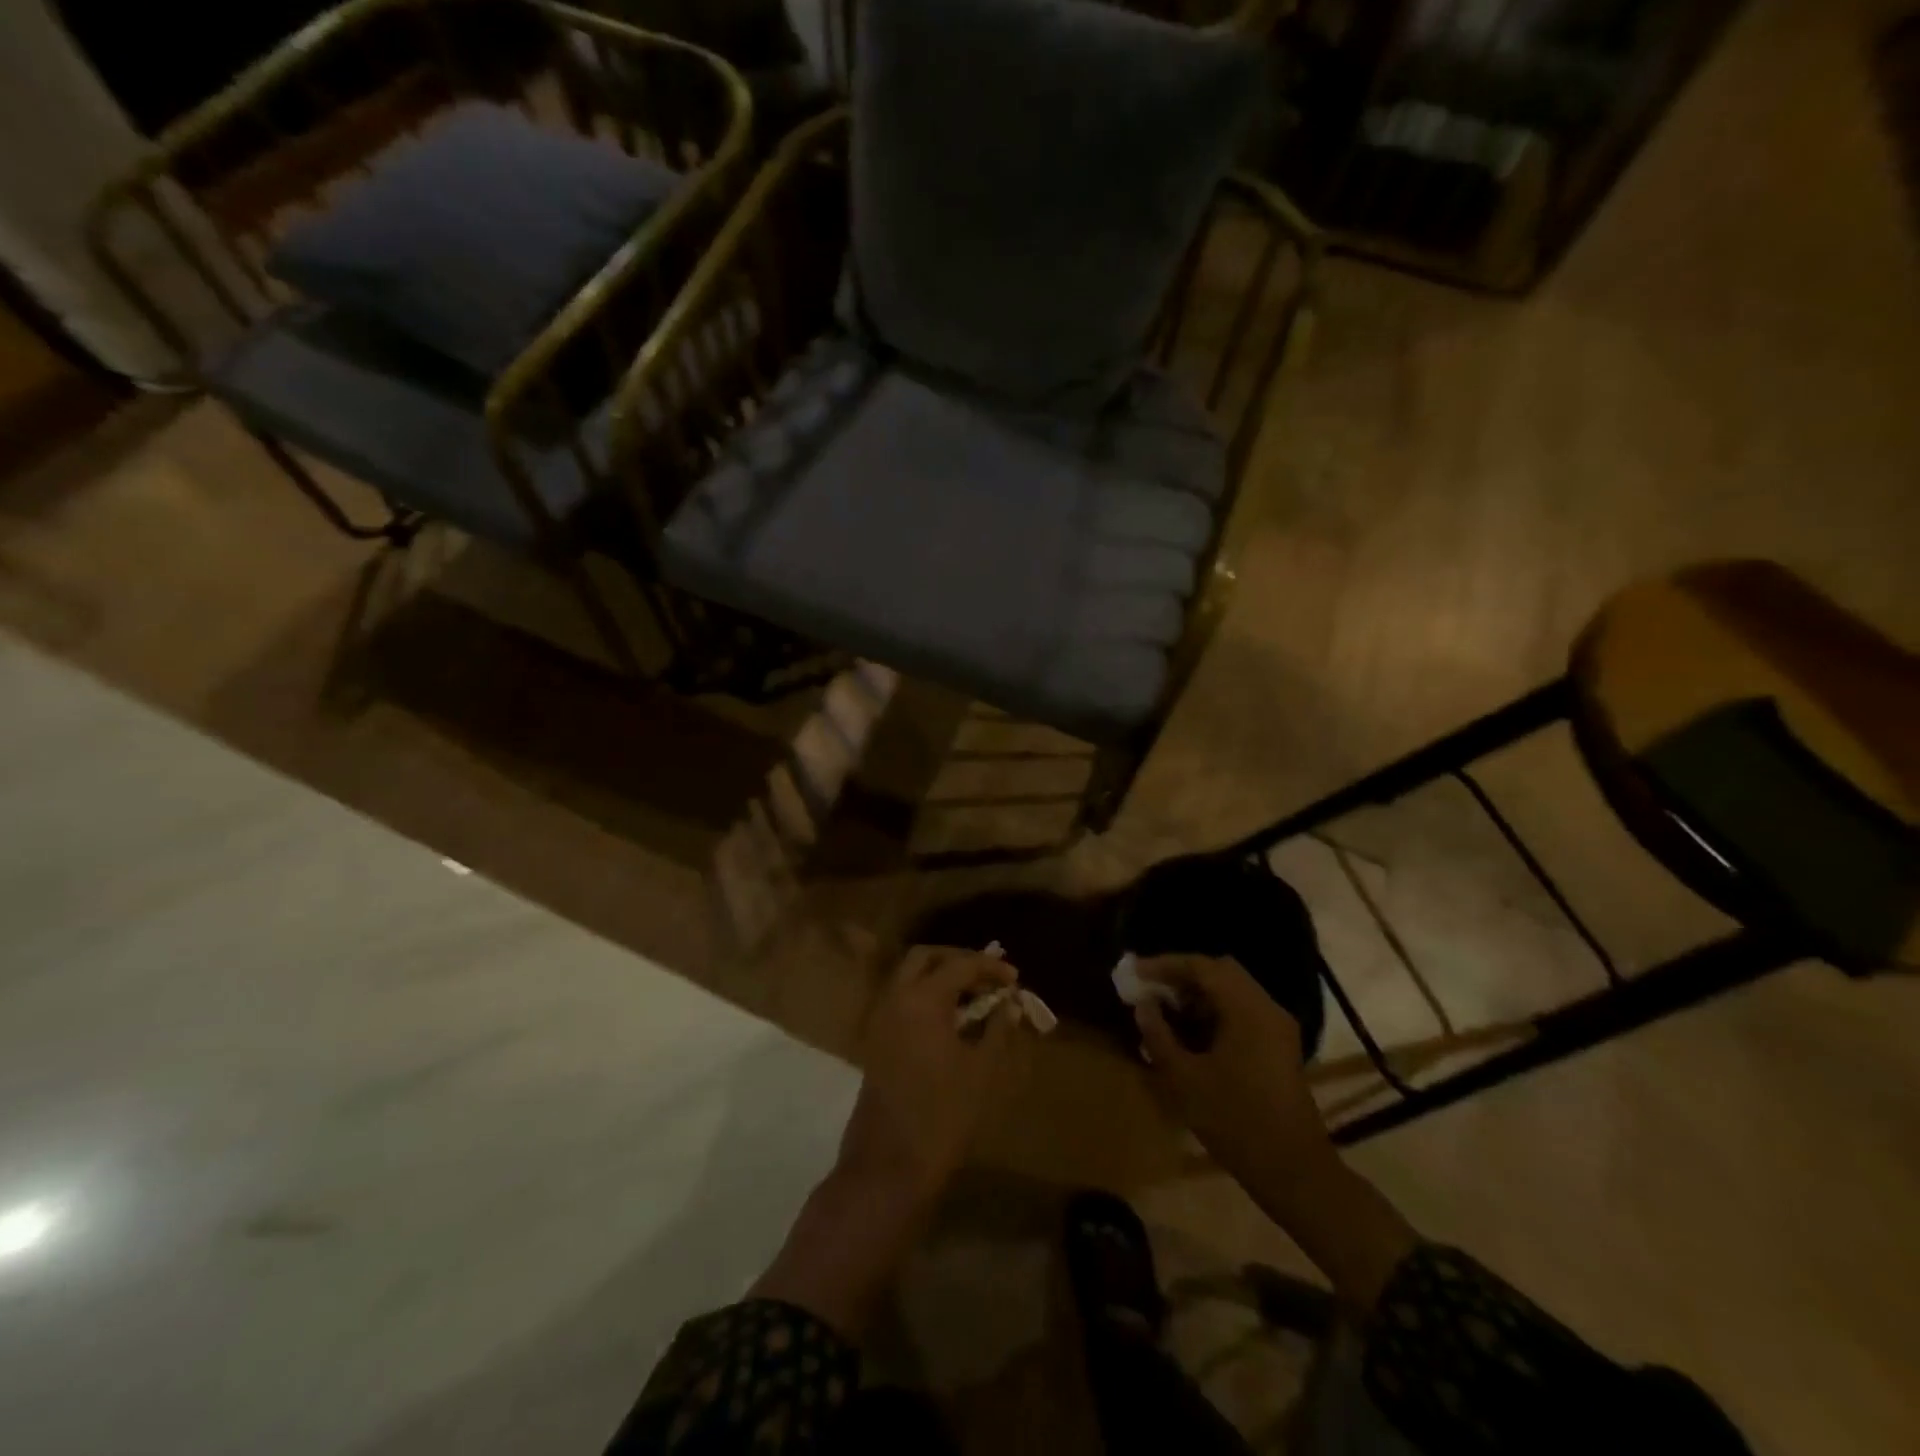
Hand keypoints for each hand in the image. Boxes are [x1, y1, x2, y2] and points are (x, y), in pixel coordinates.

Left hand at [838, 945, 1034, 1204]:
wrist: (888, 1165)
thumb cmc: (943, 1116)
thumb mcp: (982, 1071)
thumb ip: (997, 1029)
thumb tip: (1009, 1003)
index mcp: (922, 1000)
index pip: (960, 966)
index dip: (990, 968)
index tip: (1015, 979)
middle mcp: (895, 999)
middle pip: (925, 958)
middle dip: (958, 960)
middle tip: (987, 976)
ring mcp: (880, 1019)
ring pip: (908, 977)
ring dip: (940, 976)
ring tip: (974, 996)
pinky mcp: (875, 1040)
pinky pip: (901, 1000)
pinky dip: (925, 996)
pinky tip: (951, 1019)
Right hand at [1134, 954, 1332, 1198]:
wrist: (1294, 1172)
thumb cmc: (1235, 1121)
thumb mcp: (1184, 1079)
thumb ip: (1158, 1035)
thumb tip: (1143, 1004)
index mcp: (1247, 1009)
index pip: (1202, 966)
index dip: (1164, 965)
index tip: (1134, 972)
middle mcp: (1266, 1008)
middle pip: (1220, 971)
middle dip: (1182, 976)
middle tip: (1150, 988)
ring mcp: (1277, 1027)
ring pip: (1232, 991)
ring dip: (1198, 995)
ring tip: (1164, 1011)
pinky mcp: (1279, 1046)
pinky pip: (1242, 1011)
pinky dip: (1214, 1012)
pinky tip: (1190, 1034)